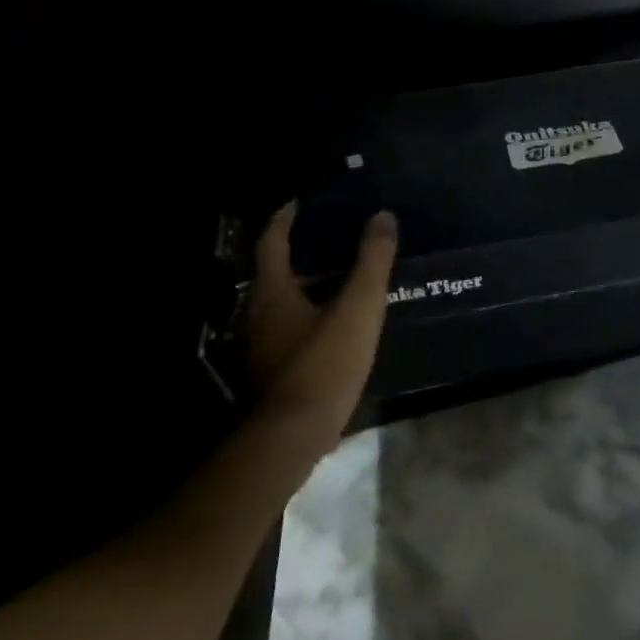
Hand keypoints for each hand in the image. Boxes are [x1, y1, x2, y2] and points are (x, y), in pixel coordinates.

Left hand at [241, 201, 397, 454]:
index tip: (302, 200)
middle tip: (337, 236)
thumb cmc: (324, 364)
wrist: (292, 439)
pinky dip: (311, 311)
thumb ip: (372, 261)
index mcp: (272, 291)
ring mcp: (260, 345)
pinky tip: (339, 321)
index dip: (286, 216)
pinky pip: (290, 325)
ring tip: (346, 276)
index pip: (273, 240)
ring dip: (310, 283)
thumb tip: (382, 216)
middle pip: (277, 269)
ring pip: (284, 300)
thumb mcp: (358, 307)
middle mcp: (257, 313)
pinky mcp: (271, 370)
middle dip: (304, 250)